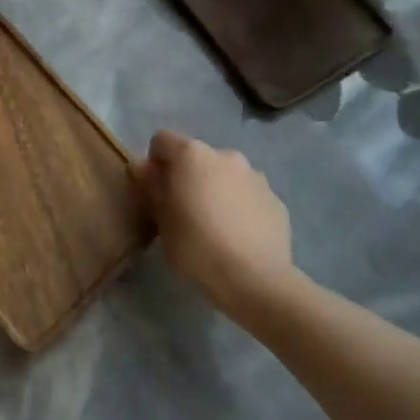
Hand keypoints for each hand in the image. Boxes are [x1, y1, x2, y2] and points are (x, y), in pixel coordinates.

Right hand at [131, 131, 296, 317]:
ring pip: (226, 174)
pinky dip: (241, 206)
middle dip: (189, 176)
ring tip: (216, 226)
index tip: (156, 191)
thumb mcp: (162, 220)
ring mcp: (255, 175)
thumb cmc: (197, 247)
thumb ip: (152, 186)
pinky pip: (249, 195)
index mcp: (192, 154)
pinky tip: (240, 237)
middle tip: (185, 211)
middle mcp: (225, 154)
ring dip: (217, 189)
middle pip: (197, 157)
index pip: (162, 139)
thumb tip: (143, 166)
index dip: (155, 161)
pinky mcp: (275, 199)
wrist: (256, 279)